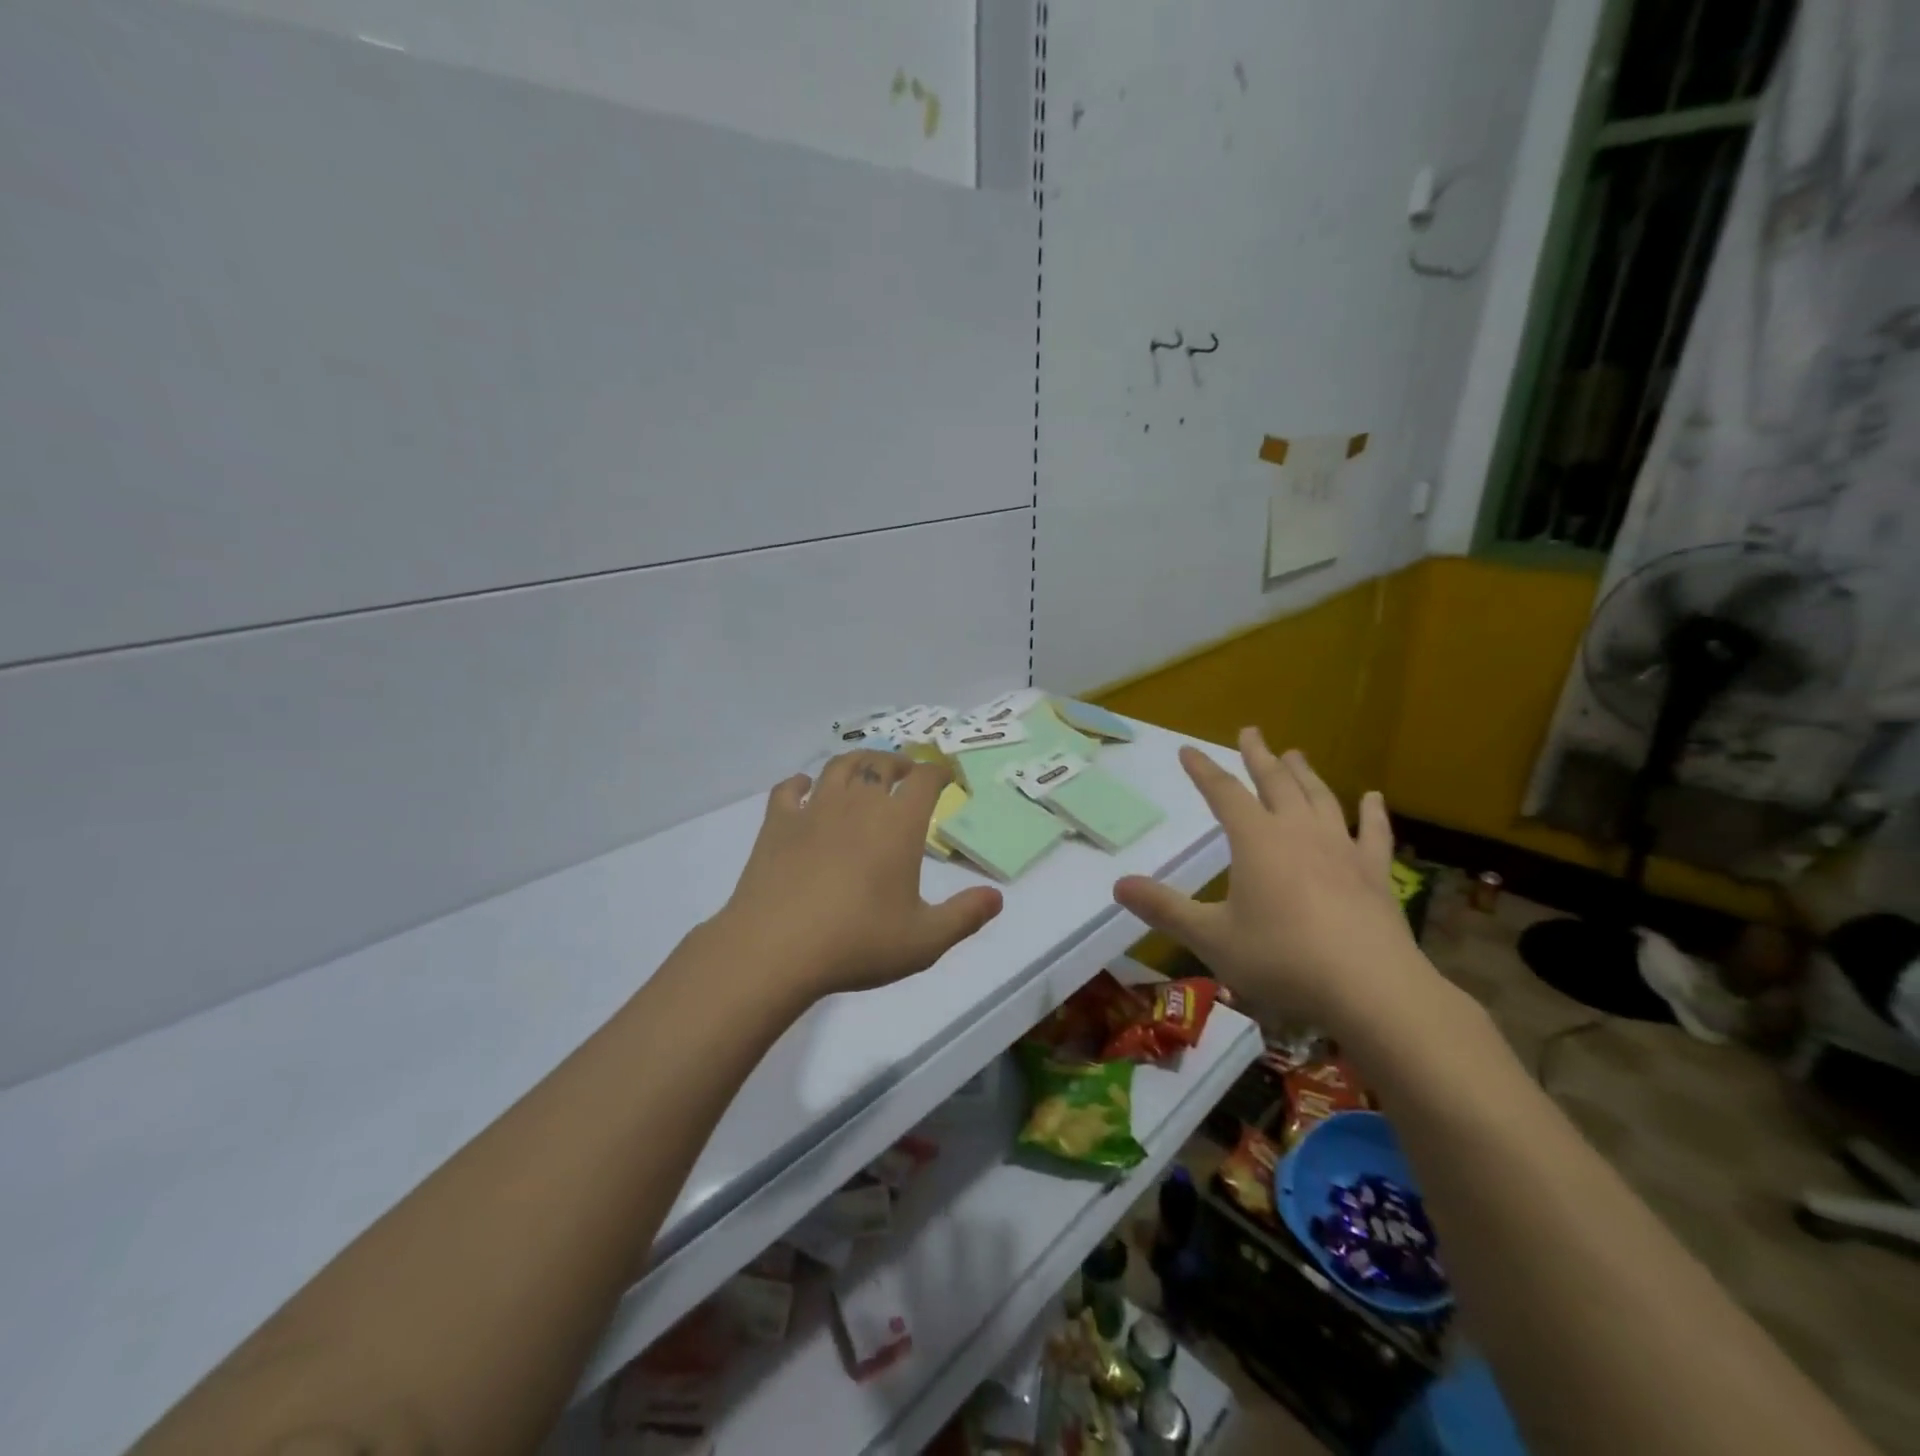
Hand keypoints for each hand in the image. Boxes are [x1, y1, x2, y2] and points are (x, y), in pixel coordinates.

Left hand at [709, 751, 1003, 998]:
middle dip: (899, 763)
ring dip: (857, 762)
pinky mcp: (777, 823)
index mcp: (898, 824)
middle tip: (906, 773)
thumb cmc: (857, 943)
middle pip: (881, 764)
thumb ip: (965, 916)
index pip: (925, 780)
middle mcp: (858, 804)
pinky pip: (789, 789)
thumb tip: (997, 898)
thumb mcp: (924, 941)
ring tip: (864, 771)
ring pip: (839, 767)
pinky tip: (805, 788)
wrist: (775, 949)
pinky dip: (801, 782)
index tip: (946, 776)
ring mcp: (814, 809)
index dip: (939, 772)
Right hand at [1113, 728, 1423, 1029]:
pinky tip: (1374, 798)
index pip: (1223, 793)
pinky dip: (1373, 812)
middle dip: (1259, 756)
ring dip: (1305, 774)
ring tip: (1295, 754)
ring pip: (1319, 798)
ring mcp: (1341, 848)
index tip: (1188, 750)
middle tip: (1250, 731)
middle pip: (1275, 783)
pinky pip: (1373, 833)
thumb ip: (1164, 909)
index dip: (1204, 771)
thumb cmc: (1281, 958)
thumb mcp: (1210, 937)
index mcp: (1255, 840)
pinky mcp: (1374, 872)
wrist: (1368, 986)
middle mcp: (1298, 832)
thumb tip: (1118, 885)